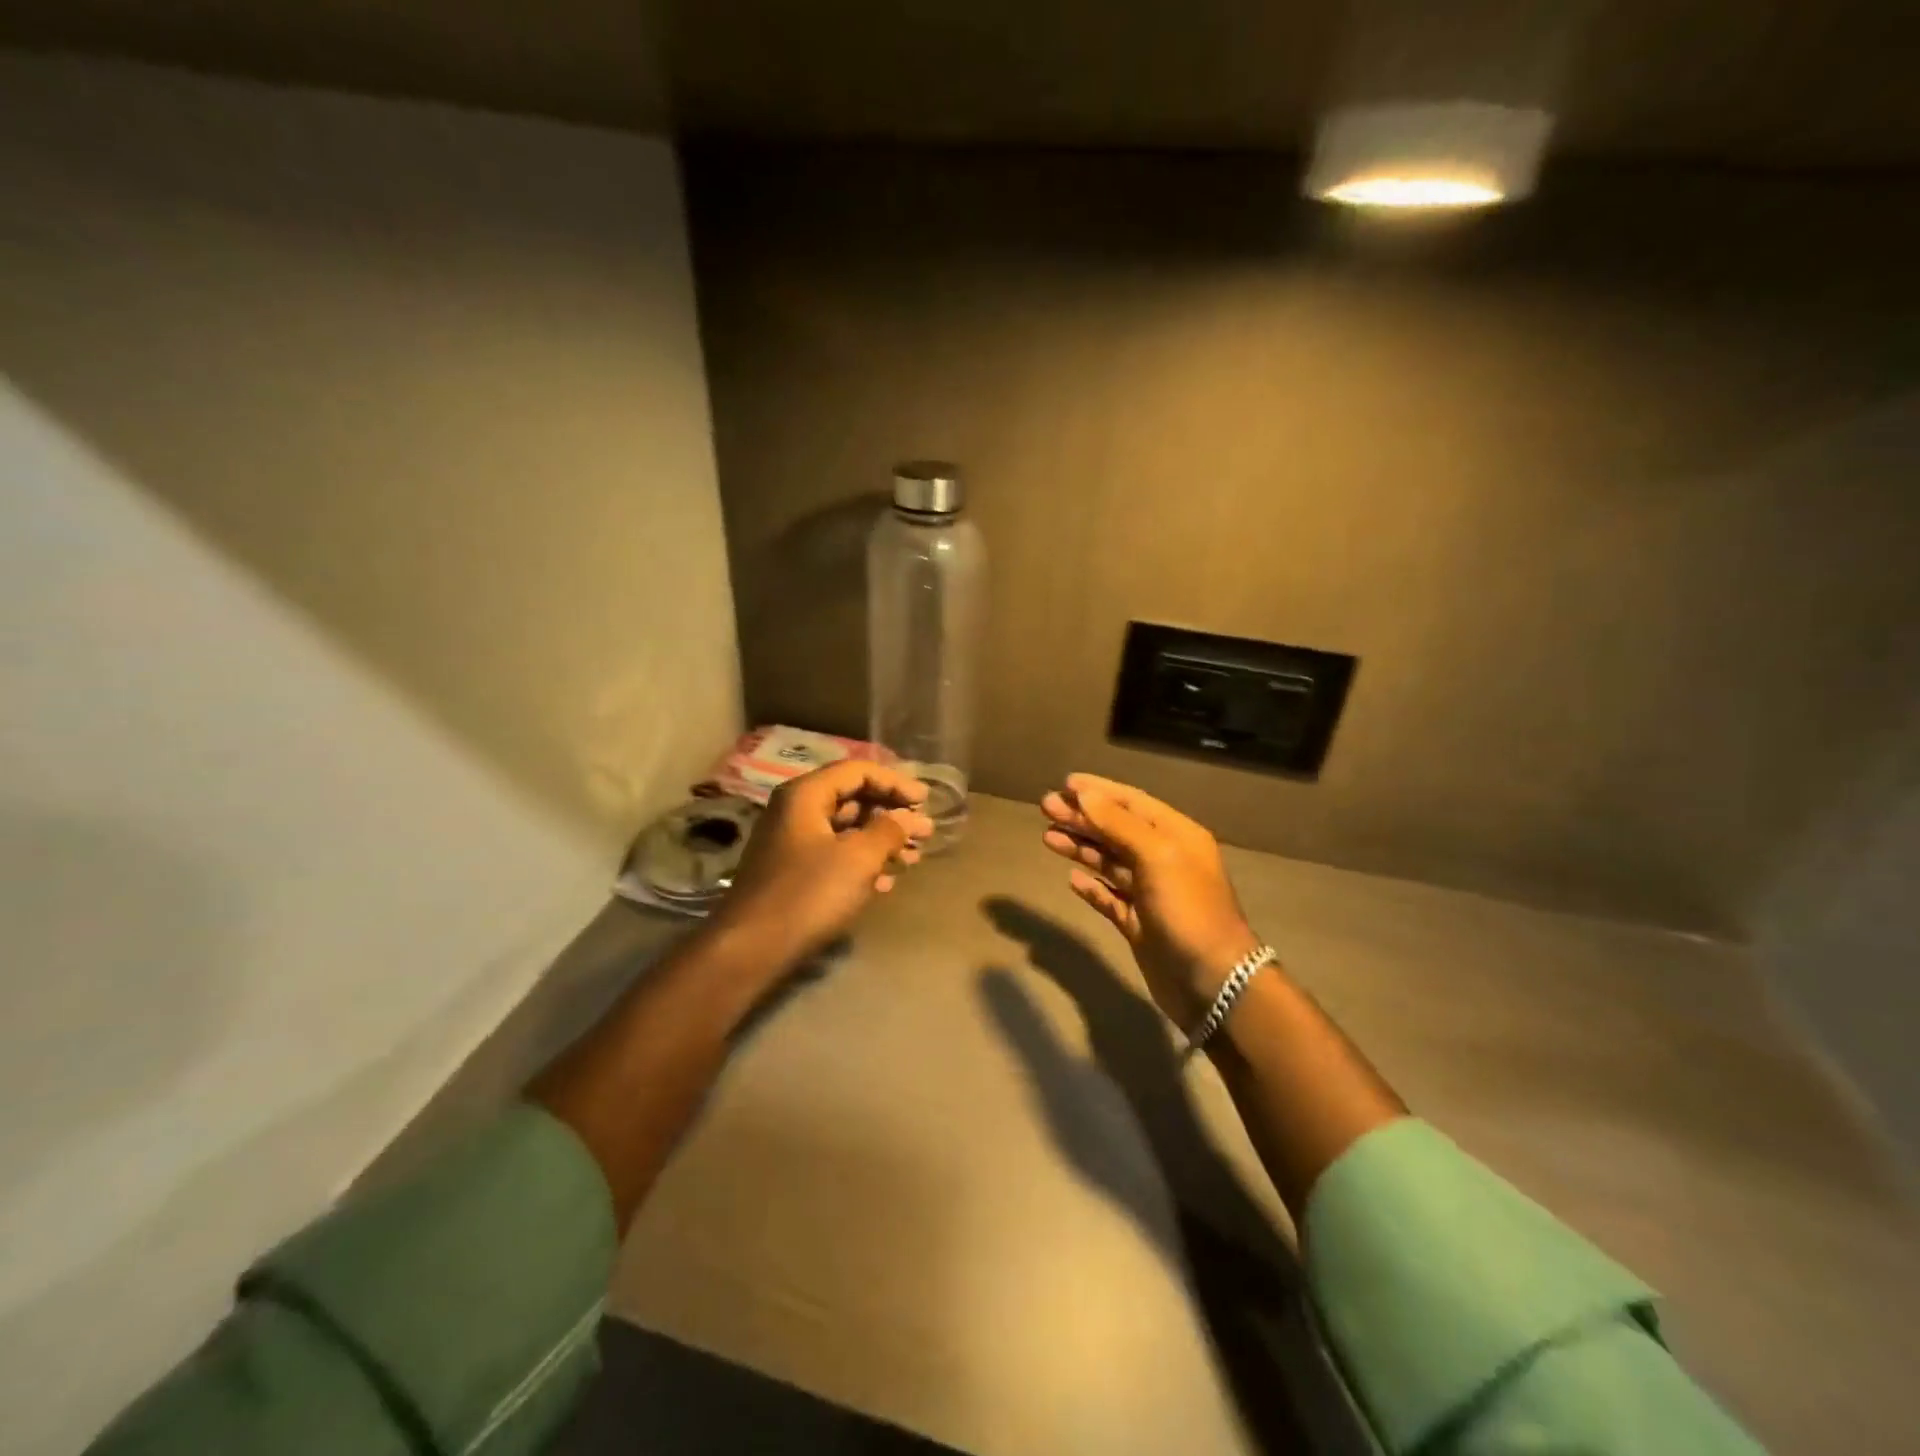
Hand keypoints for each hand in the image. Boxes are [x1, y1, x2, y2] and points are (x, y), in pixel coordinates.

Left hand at [713, 761, 933, 965]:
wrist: (751, 949)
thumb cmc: (809, 894)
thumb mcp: (859, 858)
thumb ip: (890, 830)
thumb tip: (910, 817)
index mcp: (805, 794)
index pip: (858, 771)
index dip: (896, 783)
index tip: (925, 802)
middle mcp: (795, 811)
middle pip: (852, 798)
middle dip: (891, 814)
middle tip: (924, 832)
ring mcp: (791, 843)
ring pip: (845, 830)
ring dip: (881, 841)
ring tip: (912, 859)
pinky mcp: (792, 873)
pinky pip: (834, 855)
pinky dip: (862, 863)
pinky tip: (886, 883)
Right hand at [1040, 773, 1262, 1029]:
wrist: (1212, 981)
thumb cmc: (1188, 909)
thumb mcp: (1157, 856)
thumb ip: (1119, 823)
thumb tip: (1085, 794)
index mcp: (1176, 835)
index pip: (1132, 802)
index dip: (1099, 791)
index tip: (1065, 783)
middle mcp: (1163, 859)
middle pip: (1116, 829)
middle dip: (1082, 817)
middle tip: (1045, 807)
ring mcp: (1150, 893)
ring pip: (1109, 861)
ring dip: (1080, 846)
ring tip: (1048, 837)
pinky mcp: (1139, 923)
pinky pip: (1109, 897)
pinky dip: (1091, 886)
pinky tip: (1071, 878)